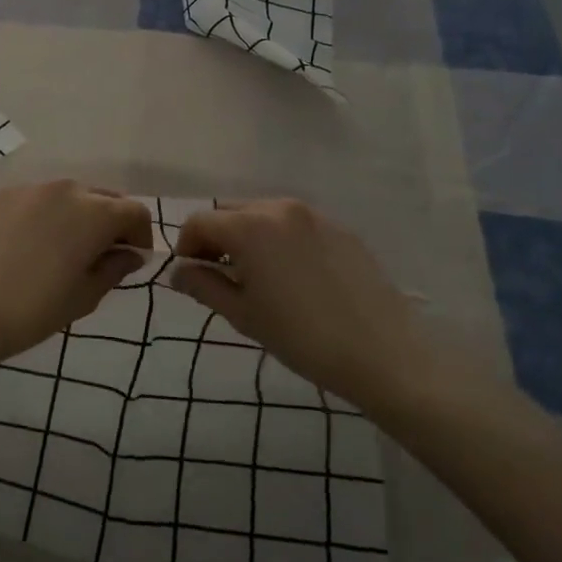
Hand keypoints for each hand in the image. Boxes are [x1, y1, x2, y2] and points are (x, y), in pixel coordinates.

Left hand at [0, 181, 153, 369]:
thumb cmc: (31, 311)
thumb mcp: (83, 297)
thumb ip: (113, 269)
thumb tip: (130, 254)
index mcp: (92, 213)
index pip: (134, 211)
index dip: (140, 235)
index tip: (132, 259)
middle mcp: (61, 189)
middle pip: (100, 197)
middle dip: (108, 221)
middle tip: (98, 254)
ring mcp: (23, 188)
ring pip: (61, 196)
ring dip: (71, 216)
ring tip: (57, 249)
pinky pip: (27, 200)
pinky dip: (35, 216)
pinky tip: (20, 247)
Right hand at [172, 199, 438, 416]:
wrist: (383, 353)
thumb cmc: (301, 337)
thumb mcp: (243, 315)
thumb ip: (203, 286)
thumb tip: (178, 272)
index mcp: (249, 227)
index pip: (199, 221)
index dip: (186, 245)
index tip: (191, 274)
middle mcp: (279, 208)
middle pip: (230, 211)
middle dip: (216, 237)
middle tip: (221, 275)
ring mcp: (314, 215)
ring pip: (263, 214)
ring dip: (248, 235)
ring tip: (258, 275)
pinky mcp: (340, 229)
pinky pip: (295, 224)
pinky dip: (280, 239)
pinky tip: (294, 276)